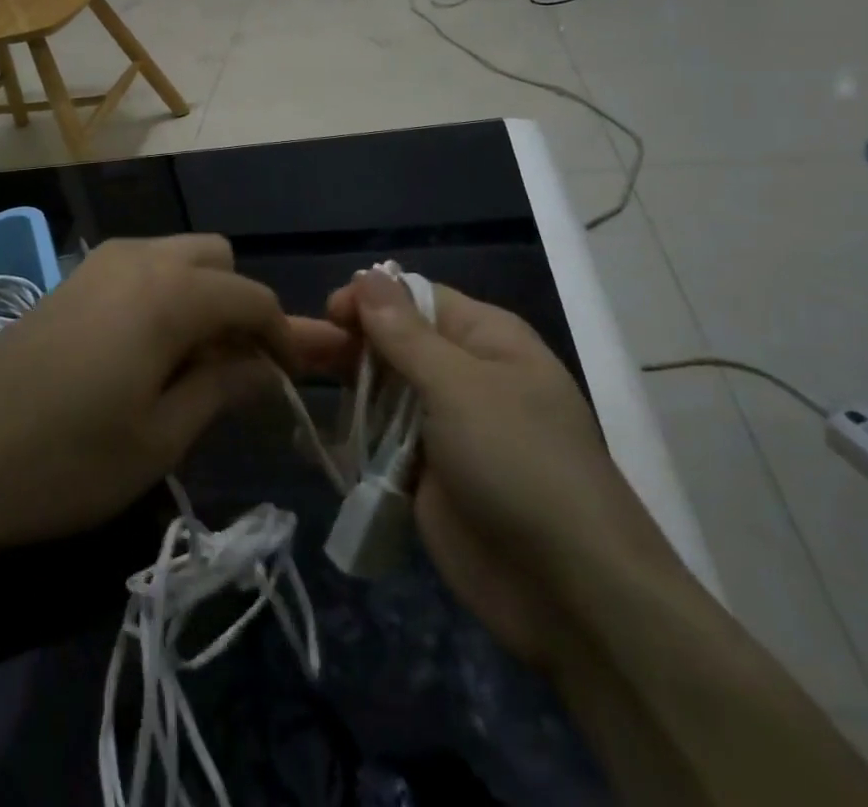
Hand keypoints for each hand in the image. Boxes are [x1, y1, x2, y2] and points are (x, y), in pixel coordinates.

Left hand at [0, 235, 340, 555]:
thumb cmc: (65, 460)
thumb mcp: (159, 438)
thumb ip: (221, 388)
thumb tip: (265, 366)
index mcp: (170, 293)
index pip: (252, 297)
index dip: (283, 334)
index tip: (291, 377)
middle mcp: (138, 258)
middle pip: (216, 259)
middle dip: (238, 304)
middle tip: (236, 366)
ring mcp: (98, 263)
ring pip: (175, 257)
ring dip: (200, 296)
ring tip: (192, 363)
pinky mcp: (70, 279)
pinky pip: (139, 269)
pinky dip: (163, 295)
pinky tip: (145, 351)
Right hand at [326, 270, 678, 664]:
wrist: (569, 592)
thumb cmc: (518, 462)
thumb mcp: (458, 385)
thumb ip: (403, 332)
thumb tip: (367, 275)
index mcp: (485, 339)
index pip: (416, 298)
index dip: (372, 299)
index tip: (330, 313)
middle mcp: (464, 375)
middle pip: (394, 343)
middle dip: (351, 344)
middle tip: (303, 354)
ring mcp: (445, 428)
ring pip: (382, 392)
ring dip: (346, 391)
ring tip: (298, 387)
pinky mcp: (426, 475)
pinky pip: (380, 442)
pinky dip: (351, 438)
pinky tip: (311, 435)